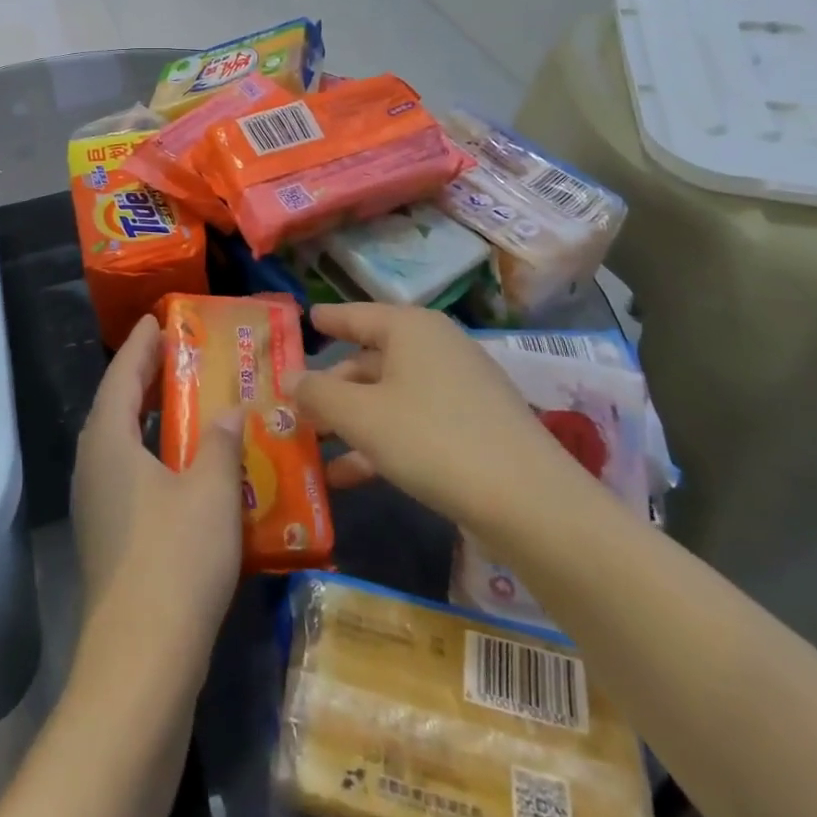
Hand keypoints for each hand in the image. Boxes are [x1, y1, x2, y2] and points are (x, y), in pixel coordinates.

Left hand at [71, 315, 244, 651]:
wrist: (141, 663)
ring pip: (122, 442)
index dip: (141, 344)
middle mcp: (93, 465)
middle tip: (180, 354)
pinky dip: (154, 454)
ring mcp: (96, 504)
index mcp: (108, 441)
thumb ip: (219, 442)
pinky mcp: (108, 536)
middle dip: (146, 376)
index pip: (121, 374)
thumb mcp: (210, 490)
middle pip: (116, 405)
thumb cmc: (176, 560)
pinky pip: (129, 473)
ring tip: (186, 401)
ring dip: (151, 417)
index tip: (158, 319)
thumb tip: (229, 410)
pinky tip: (186, 466)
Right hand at [293, 304, 582, 540]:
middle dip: (331, 387)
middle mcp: (435, 347)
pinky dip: (380, 442)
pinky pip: (412, 422)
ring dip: (351, 422)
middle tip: (294, 407)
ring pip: (388, 396)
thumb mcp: (361, 416)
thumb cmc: (432, 438)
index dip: (325, 321)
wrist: (528, 502)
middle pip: (369, 359)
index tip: (300, 322)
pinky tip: (349, 476)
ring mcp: (458, 387)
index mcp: (409, 328)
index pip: (355, 314)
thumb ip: (317, 394)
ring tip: (312, 447)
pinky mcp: (473, 426)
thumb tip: (288, 377)